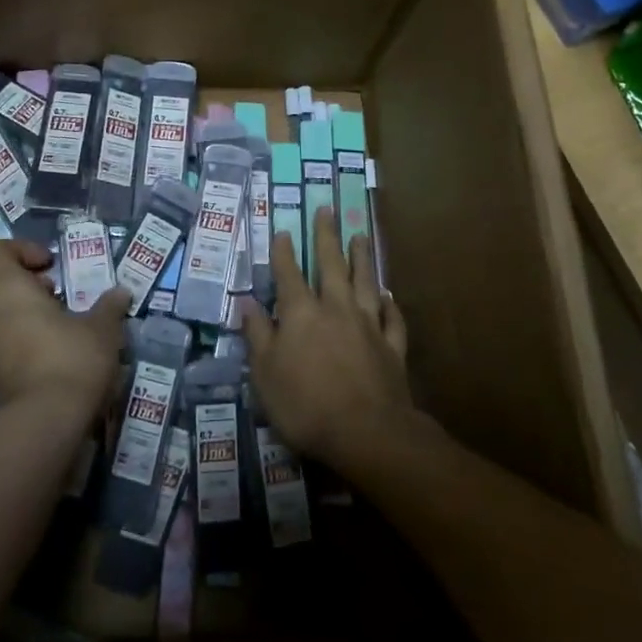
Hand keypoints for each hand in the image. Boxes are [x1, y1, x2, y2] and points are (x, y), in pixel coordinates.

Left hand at [0, 240, 130, 421]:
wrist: (47, 422)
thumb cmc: (73, 359)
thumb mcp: (102, 328)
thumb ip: (109, 306)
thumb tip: (121, 293)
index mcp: (8, 289)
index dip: (20, 249)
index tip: (50, 263)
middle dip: (4, 274)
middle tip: (40, 284)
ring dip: (8, 305)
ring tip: (47, 316)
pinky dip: (9, 332)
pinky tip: (42, 344)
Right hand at [244, 210, 412, 473]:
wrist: (367, 433)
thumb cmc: (305, 404)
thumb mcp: (264, 374)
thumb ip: (257, 335)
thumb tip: (248, 303)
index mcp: (301, 313)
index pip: (289, 274)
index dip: (284, 252)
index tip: (284, 231)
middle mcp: (335, 308)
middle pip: (331, 264)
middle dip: (327, 236)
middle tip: (327, 209)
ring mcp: (368, 325)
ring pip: (365, 282)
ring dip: (362, 258)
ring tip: (360, 236)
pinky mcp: (392, 348)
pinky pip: (393, 318)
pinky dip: (391, 305)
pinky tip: (389, 295)